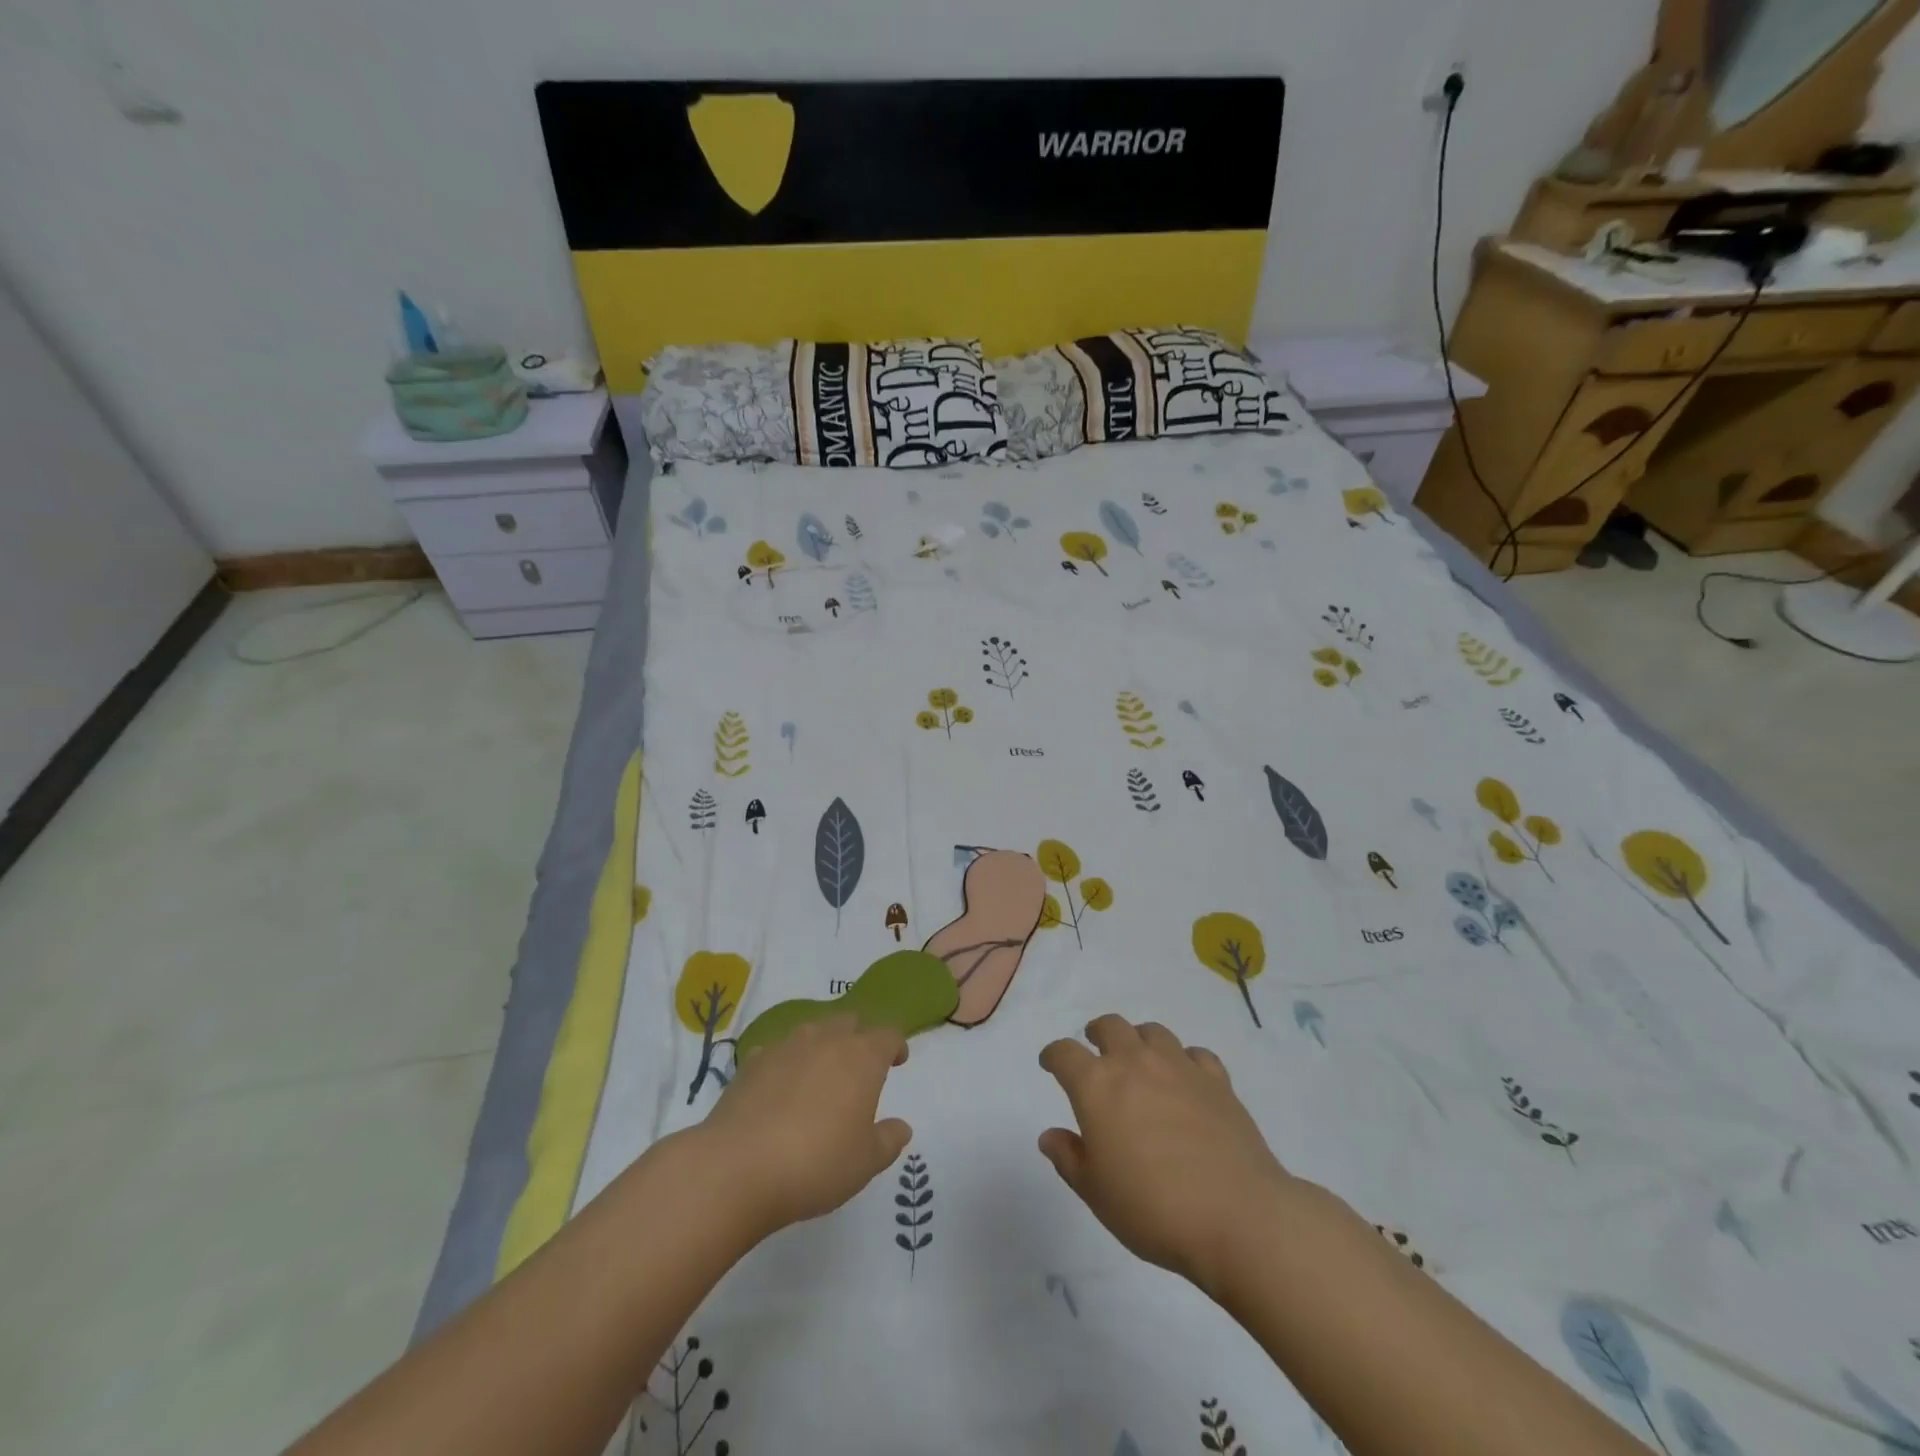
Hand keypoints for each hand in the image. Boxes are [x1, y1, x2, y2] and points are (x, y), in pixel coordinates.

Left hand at [697, 1015, 911, 1237]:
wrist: (738, 1167)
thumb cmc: (816, 1163)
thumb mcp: (865, 1162)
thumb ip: (888, 1140)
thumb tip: (901, 1127)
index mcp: (862, 1057)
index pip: (887, 1035)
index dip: (895, 1045)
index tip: (898, 1060)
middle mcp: (826, 1040)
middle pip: (849, 1021)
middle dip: (858, 1037)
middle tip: (860, 1065)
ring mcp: (786, 1046)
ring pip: (812, 1030)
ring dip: (822, 1044)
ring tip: (820, 1073)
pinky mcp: (752, 1062)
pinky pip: (777, 1050)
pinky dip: (785, 1062)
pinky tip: (780, 1086)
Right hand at [1038, 1014, 1294, 1294]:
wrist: (1238, 1217)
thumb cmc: (1153, 1209)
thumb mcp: (1096, 1193)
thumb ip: (1069, 1158)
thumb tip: (1050, 1136)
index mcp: (1097, 1086)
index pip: (1065, 1053)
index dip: (1053, 1055)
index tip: (1050, 1064)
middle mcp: (1135, 1063)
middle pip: (1110, 1026)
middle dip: (1097, 1034)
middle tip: (1095, 1051)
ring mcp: (1179, 1067)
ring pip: (1153, 1032)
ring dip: (1139, 1040)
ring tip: (1140, 1060)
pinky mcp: (1217, 1080)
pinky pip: (1195, 1054)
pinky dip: (1185, 1060)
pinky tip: (1186, 1079)